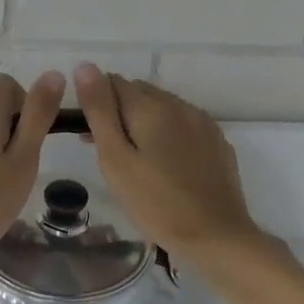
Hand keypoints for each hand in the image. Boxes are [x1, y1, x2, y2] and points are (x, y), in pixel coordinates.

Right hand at [74, 64, 266, 257]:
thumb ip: (99, 111)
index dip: (96, 102)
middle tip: (108, 151)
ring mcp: (203, 123)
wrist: (216, 236)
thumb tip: (85, 66)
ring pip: (164, 108)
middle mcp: (180, 105)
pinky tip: (166, 165)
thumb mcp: (116, 159)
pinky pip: (185, 126)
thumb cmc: (156, 202)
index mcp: (151, 106)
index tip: (89, 134)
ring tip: (136, 160)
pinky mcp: (217, 143)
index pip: (114, 83)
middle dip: (119, 112)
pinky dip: (168, 135)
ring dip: (144, 122)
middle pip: (140, 93)